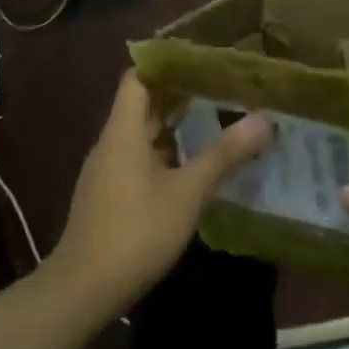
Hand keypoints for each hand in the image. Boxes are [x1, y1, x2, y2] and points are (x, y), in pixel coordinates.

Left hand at [47, 71, 271, 312]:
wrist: (85, 288)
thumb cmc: (136, 232)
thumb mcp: (187, 193)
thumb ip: (223, 155)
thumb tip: (263, 119)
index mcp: (123, 132)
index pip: (138, 79)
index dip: (166, 64)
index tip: (202, 60)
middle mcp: (111, 145)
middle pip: (142, 106)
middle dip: (179, 95)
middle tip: (222, 88)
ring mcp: (107, 172)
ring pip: (142, 137)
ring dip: (175, 128)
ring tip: (216, 122)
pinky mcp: (110, 197)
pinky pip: (139, 161)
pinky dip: (166, 155)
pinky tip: (194, 169)